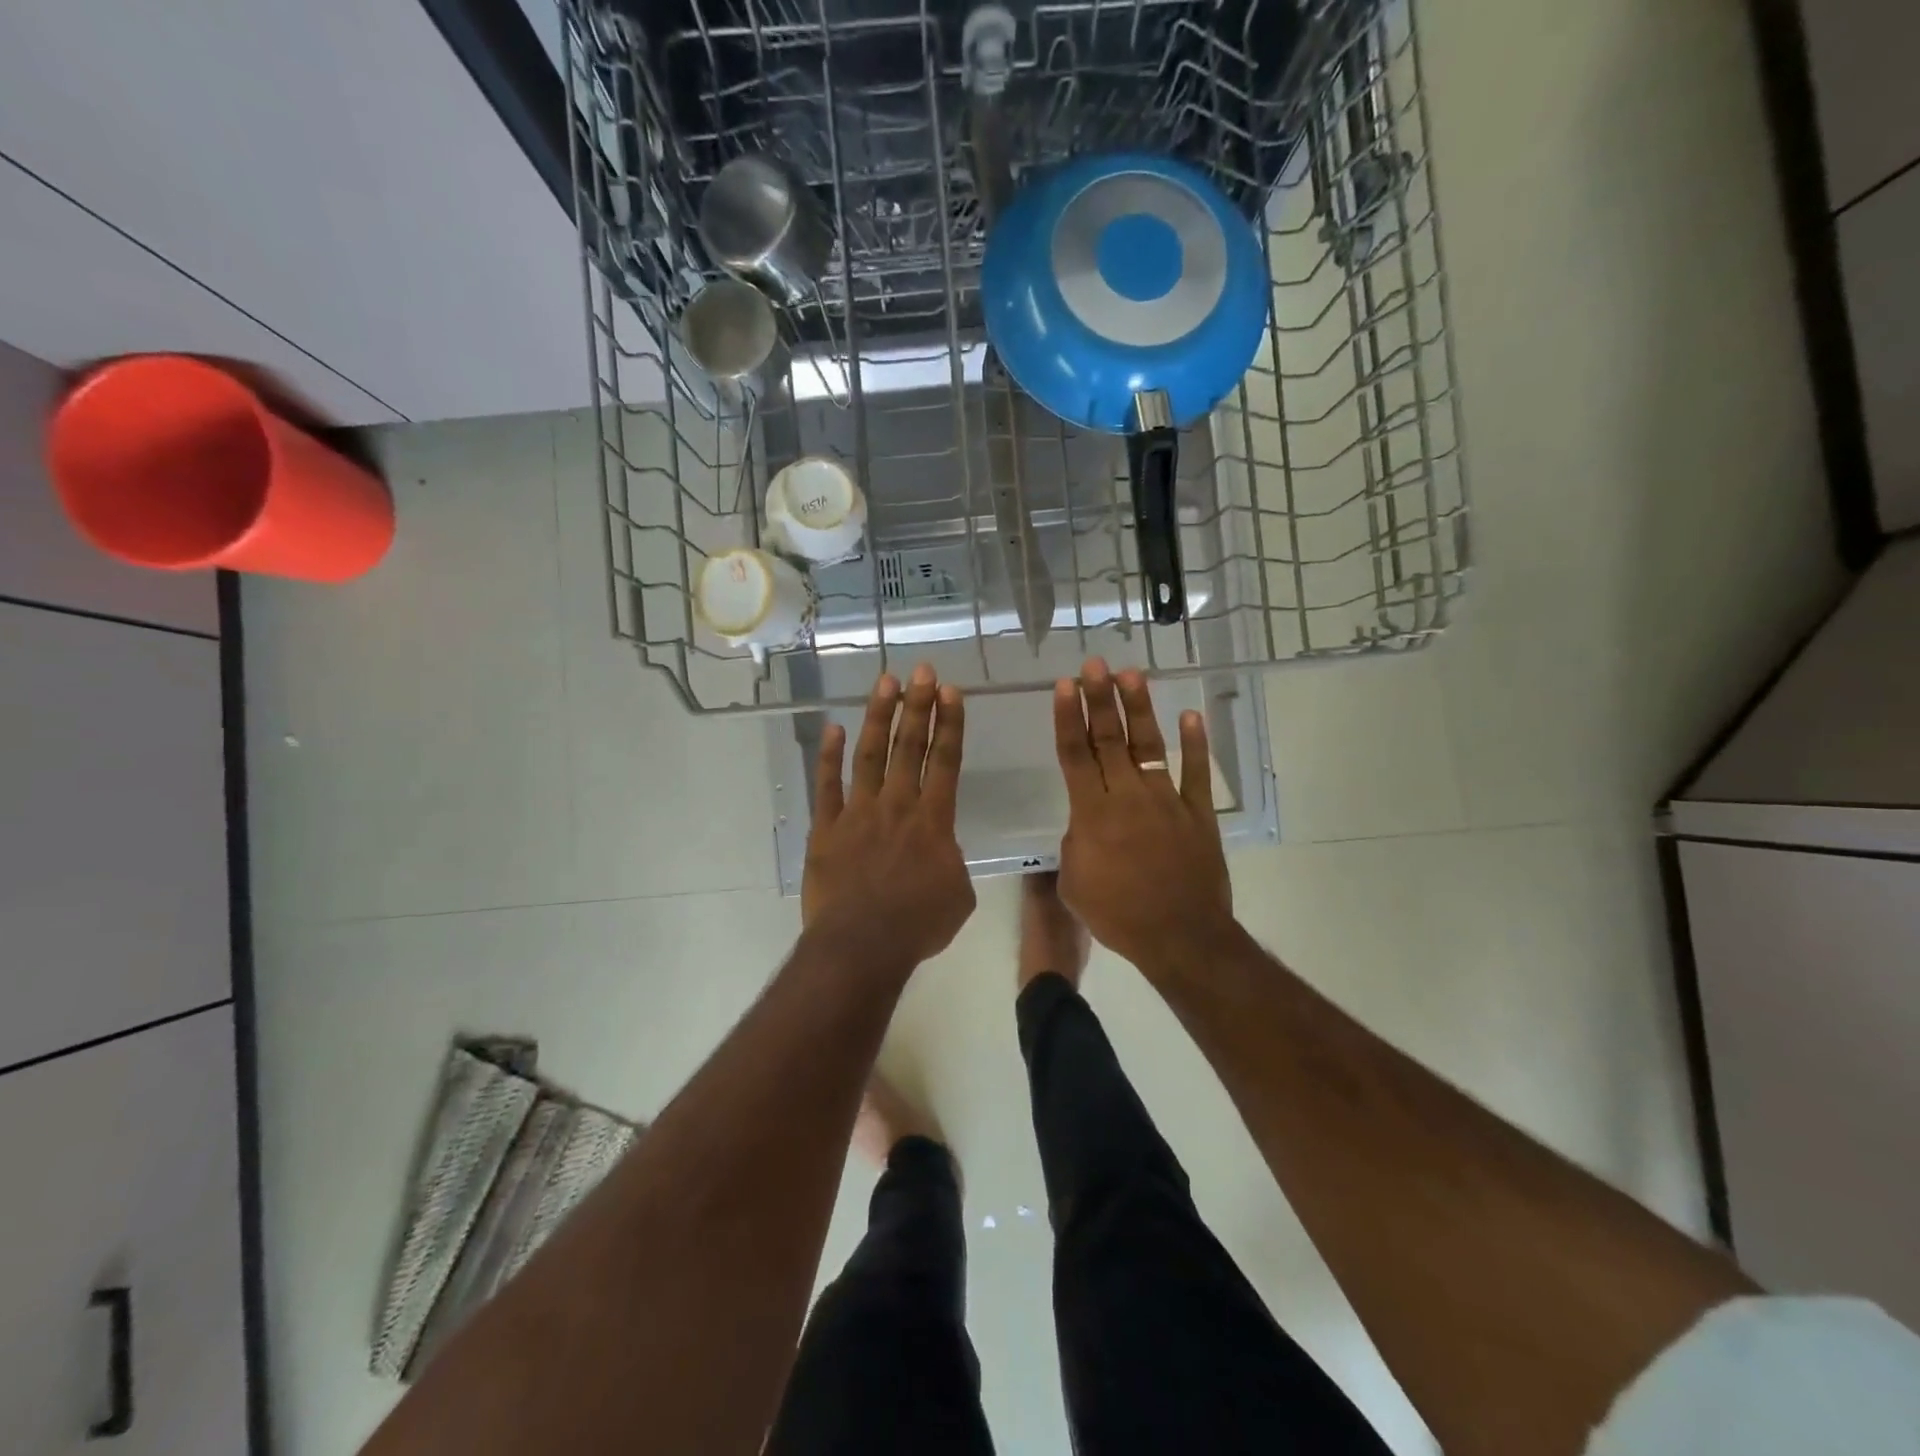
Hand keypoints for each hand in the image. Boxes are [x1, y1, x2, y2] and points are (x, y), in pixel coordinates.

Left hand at [803, 665, 975, 969]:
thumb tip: (942, 853)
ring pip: (870, 755)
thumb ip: (952, 863)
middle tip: (922, 670)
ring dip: (879, 717)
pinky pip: (827, 785)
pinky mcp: (826, 828)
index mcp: (933, 820)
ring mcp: (858, 813)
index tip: (951, 691)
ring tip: (886, 682)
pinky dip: (829, 756)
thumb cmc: (917, 925)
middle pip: (910, 746)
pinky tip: (833, 728)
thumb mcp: (959, 896)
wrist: (861, 945)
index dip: (950, 724)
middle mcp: (897, 805)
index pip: (946, 761)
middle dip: (918, 705)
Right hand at [1053, 659, 1233, 972]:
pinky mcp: (1198, 813)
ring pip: (1149, 746)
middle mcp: (1128, 796)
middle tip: (1094, 665)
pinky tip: (1191, 715)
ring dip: (1139, 709)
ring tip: (1132, 675)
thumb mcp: (1075, 885)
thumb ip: (1075, 845)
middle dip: (1100, 699)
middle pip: (1109, 740)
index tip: (1065, 685)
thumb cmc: (1118, 916)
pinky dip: (1195, 744)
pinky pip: (1196, 773)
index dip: (1069, 718)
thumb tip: (1084, 826)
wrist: (1180, 936)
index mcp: (1092, 814)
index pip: (1075, 755)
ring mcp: (1167, 801)